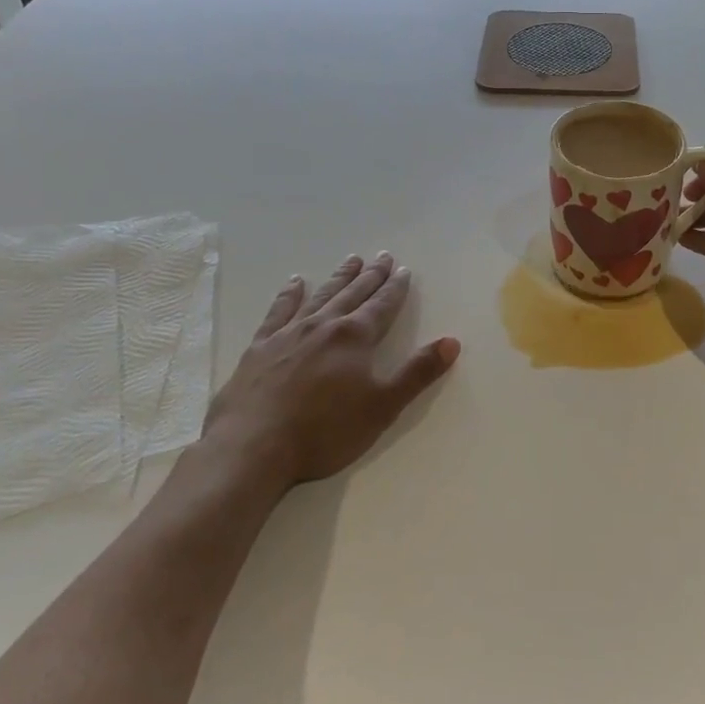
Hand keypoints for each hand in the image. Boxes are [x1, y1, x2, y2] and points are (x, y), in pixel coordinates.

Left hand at [199, 253, 460, 488]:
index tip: (404, 270)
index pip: (382, 306)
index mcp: (355, 337)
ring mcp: (289, 334)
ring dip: (338, 278)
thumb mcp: (383, 406)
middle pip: (353, 294)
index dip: (395, 288)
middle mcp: (324, 326)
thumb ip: (418, 372)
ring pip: (320, 296)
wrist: (253, 447)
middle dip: (371, 276)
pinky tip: (295, 283)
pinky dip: (289, 295)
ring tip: (350, 260)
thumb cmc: (325, 430)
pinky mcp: (260, 348)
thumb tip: (452, 342)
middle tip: (382, 256)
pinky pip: (278, 311)